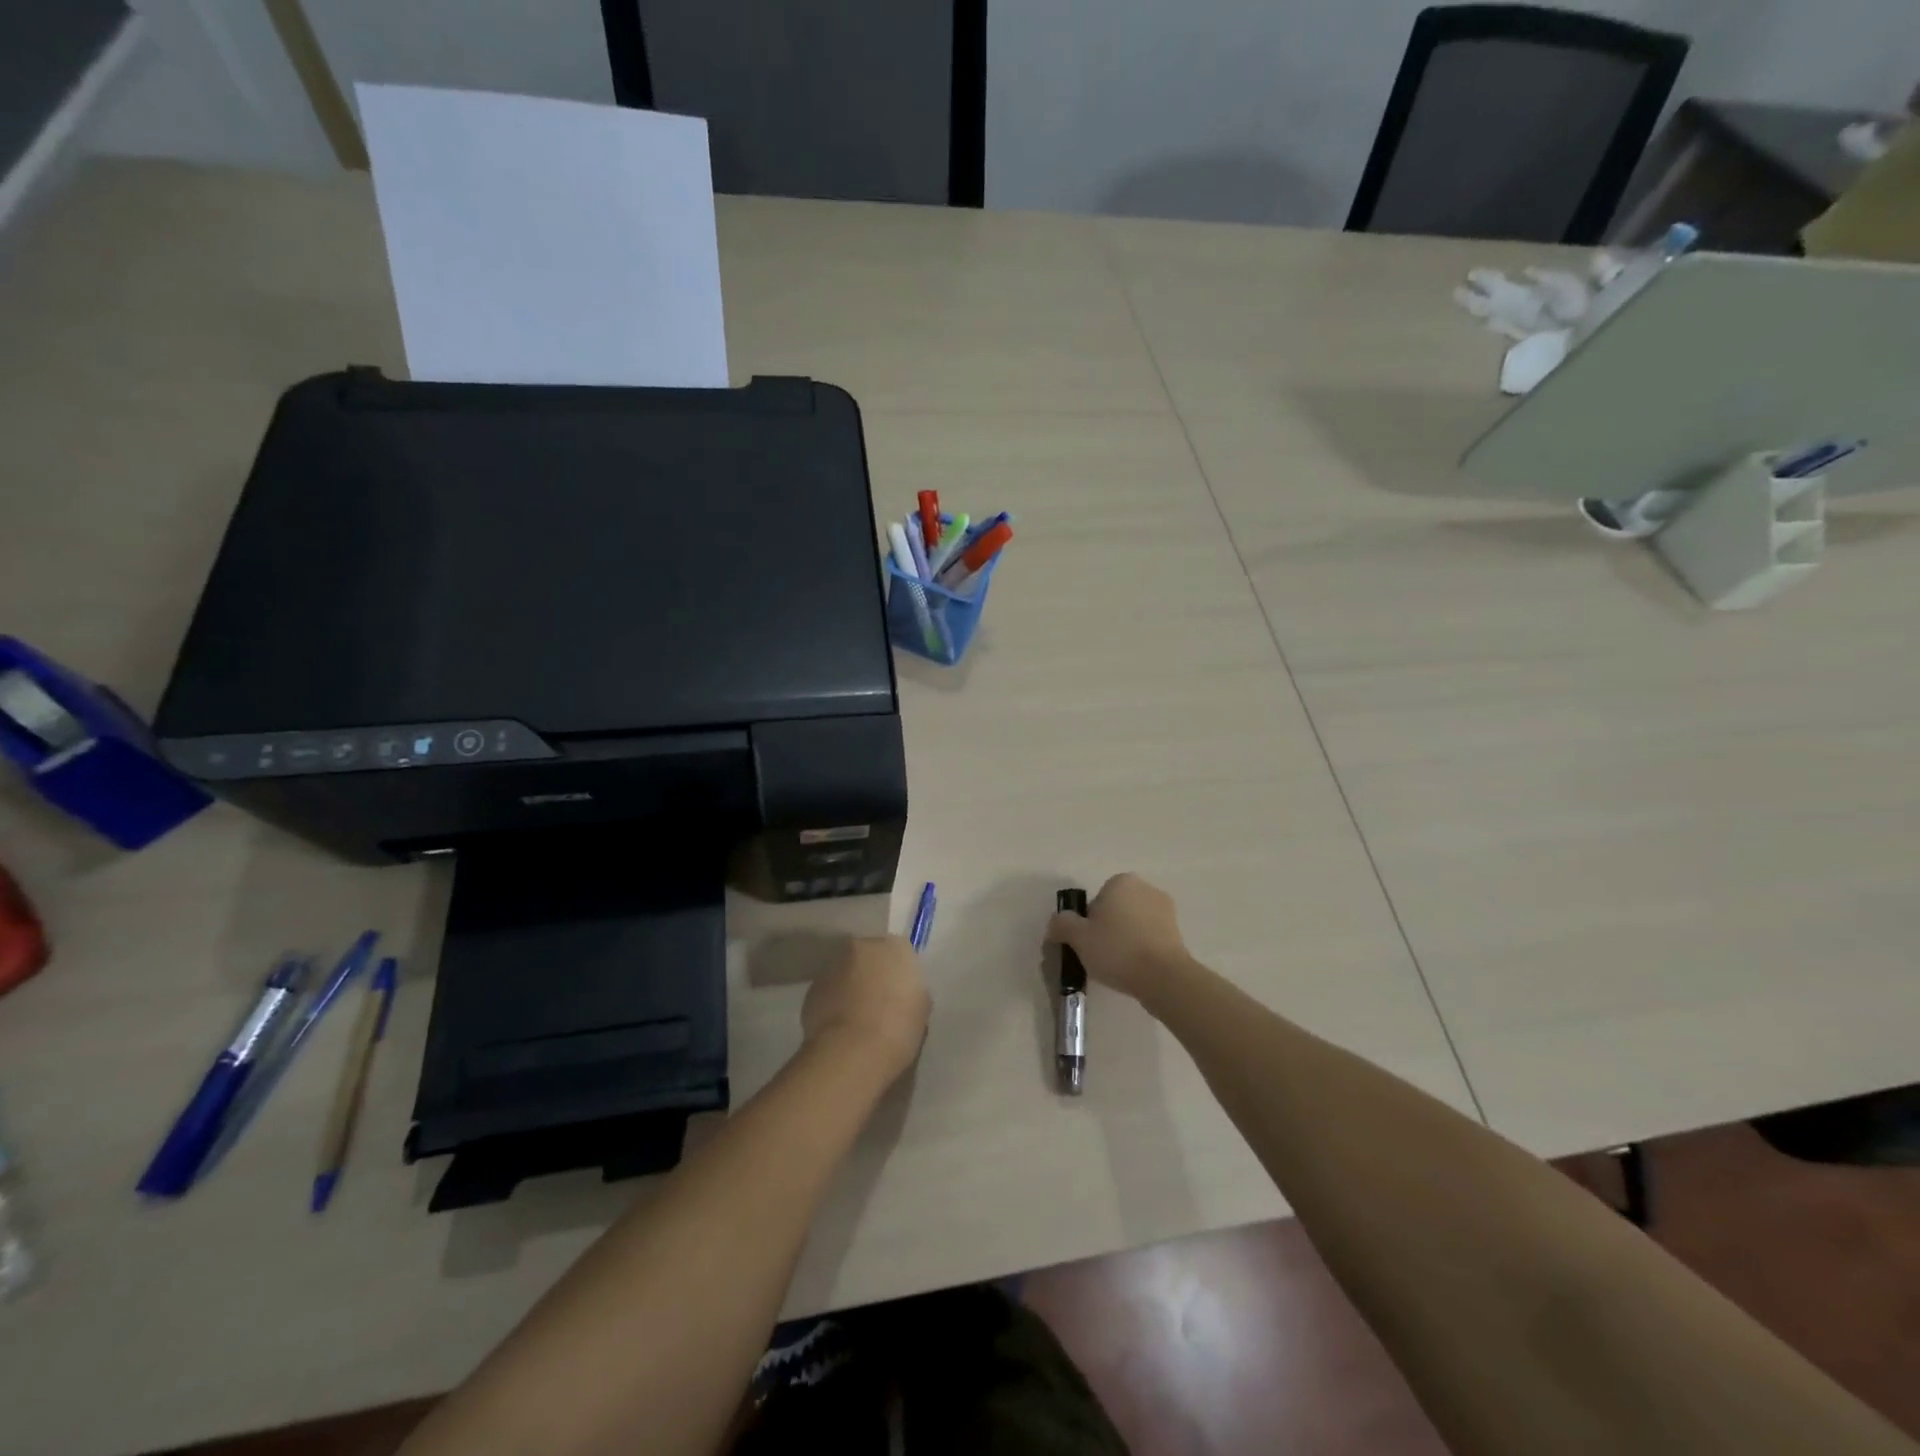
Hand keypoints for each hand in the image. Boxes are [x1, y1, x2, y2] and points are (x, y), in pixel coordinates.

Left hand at [802, 935, 930, 1082]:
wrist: (853, 1052)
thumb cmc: (898, 1028)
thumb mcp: (921, 1008)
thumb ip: (910, 990)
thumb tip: (901, 993)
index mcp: (895, 947)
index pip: (899, 952)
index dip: (898, 973)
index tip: (899, 993)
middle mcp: (862, 947)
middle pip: (869, 956)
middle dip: (872, 974)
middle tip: (878, 1002)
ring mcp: (834, 965)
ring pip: (846, 972)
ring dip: (850, 986)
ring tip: (856, 1017)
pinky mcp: (812, 987)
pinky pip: (828, 991)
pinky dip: (833, 1002)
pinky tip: (840, 1026)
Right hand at [1044, 873, 1196, 1002]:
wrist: (1163, 977)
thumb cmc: (1117, 950)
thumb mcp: (1078, 937)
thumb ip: (1062, 924)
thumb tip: (1056, 923)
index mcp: (1121, 882)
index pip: (1096, 900)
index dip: (1089, 922)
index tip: (1088, 943)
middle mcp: (1146, 888)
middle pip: (1116, 909)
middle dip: (1109, 928)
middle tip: (1101, 955)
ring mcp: (1166, 909)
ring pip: (1134, 923)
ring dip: (1127, 939)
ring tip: (1120, 966)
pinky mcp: (1178, 932)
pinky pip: (1151, 937)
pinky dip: (1143, 948)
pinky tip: (1137, 969)